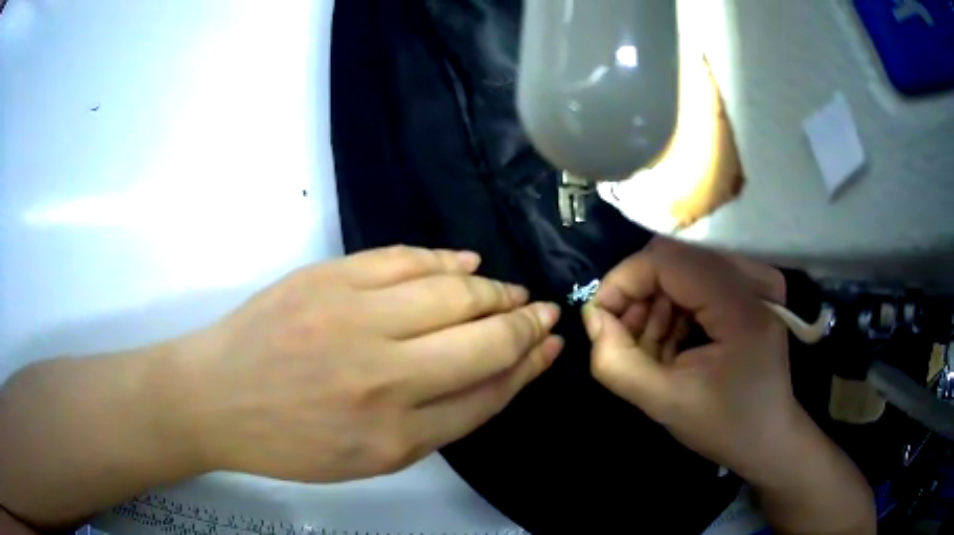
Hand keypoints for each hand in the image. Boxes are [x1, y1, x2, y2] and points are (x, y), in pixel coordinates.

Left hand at [175, 246, 562, 481]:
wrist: (215, 399)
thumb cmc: (291, 442)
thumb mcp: (370, 457)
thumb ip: (439, 421)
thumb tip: (497, 375)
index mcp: (396, 436)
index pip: (489, 392)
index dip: (529, 365)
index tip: (551, 345)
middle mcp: (384, 377)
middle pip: (484, 340)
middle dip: (527, 324)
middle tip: (544, 312)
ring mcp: (353, 318)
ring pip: (454, 293)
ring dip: (495, 292)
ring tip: (512, 292)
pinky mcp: (328, 279)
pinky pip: (405, 259)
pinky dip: (445, 260)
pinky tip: (469, 264)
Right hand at [582, 238, 796, 479]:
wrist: (770, 438)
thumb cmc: (725, 426)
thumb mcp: (665, 404)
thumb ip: (617, 363)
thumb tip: (593, 318)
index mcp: (741, 306)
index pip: (668, 260)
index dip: (624, 280)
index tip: (598, 317)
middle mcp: (753, 280)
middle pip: (675, 259)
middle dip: (638, 296)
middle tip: (621, 339)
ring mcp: (756, 283)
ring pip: (683, 268)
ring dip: (655, 305)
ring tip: (648, 348)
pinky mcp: (752, 291)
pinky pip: (698, 281)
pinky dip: (674, 309)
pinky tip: (671, 342)